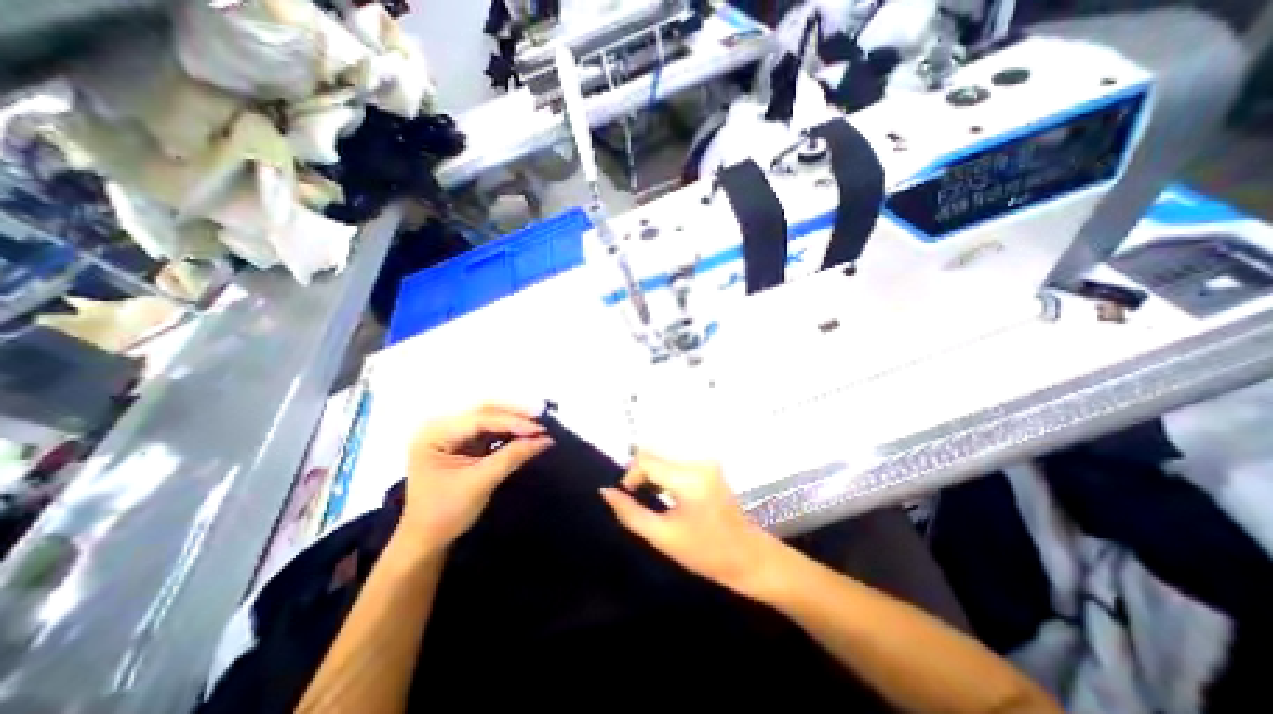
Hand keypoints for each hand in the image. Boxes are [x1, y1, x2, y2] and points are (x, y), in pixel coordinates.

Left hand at [403, 406, 553, 547]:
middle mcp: (441, 426)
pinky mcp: (464, 442)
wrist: (427, 540)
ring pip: (490, 417)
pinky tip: (526, 433)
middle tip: (542, 422)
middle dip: (515, 415)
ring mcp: (452, 432)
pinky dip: (510, 431)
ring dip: (515, 421)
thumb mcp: (480, 483)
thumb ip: (512, 456)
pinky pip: (491, 429)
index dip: (512, 421)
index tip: (540, 429)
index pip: (479, 419)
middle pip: (485, 411)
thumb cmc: (446, 513)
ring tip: (539, 427)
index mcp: (434, 433)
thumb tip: (545, 439)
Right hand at [604, 452, 781, 596]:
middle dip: (640, 473)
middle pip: (655, 455)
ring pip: (665, 457)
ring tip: (649, 498)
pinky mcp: (709, 466)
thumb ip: (631, 513)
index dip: (630, 475)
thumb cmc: (706, 553)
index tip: (627, 496)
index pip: (647, 460)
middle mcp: (698, 462)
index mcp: (689, 479)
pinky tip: (665, 494)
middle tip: (636, 498)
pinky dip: (665, 474)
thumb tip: (606, 492)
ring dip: (651, 473)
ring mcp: (706, 462)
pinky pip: (677, 462)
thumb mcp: (663, 537)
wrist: (748, 557)